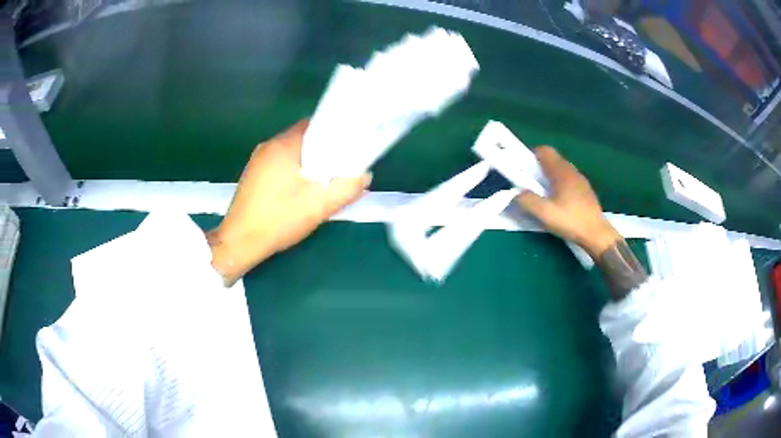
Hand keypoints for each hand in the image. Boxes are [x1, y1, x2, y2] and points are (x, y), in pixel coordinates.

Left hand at [207, 120, 370, 284]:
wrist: (240, 242)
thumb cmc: (278, 220)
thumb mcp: (319, 206)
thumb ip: (346, 188)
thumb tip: (363, 175)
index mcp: (283, 145)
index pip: (314, 125)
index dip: (334, 134)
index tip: (346, 149)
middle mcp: (268, 146)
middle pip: (302, 138)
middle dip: (322, 150)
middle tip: (336, 169)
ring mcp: (257, 160)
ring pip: (290, 152)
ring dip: (306, 162)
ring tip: (319, 182)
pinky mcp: (252, 174)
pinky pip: (279, 163)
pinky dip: (292, 170)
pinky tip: (297, 190)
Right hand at [515, 146, 620, 257]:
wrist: (597, 234)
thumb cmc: (571, 221)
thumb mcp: (545, 213)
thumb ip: (527, 201)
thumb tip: (516, 193)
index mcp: (561, 172)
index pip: (544, 151)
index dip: (531, 156)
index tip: (522, 170)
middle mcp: (572, 171)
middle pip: (552, 159)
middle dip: (539, 168)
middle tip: (530, 185)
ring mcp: (581, 180)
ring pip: (561, 170)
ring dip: (550, 177)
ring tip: (544, 195)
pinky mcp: (585, 190)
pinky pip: (569, 180)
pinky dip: (560, 185)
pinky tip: (558, 202)